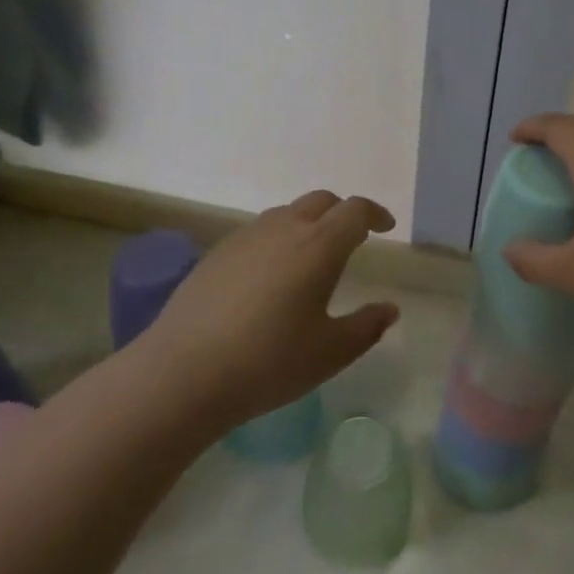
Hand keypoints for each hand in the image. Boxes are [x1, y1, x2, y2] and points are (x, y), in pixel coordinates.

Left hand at [137, 191, 398, 426]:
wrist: (183, 373)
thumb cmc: (269, 362)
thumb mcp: (331, 352)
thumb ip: (367, 327)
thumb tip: (389, 309)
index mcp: (319, 245)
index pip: (355, 211)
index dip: (374, 214)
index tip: (385, 227)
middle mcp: (284, 229)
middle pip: (321, 201)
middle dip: (343, 213)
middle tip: (353, 238)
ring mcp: (246, 237)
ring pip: (287, 213)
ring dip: (309, 223)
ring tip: (312, 258)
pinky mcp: (217, 253)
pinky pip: (258, 232)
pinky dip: (278, 240)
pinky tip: (270, 277)